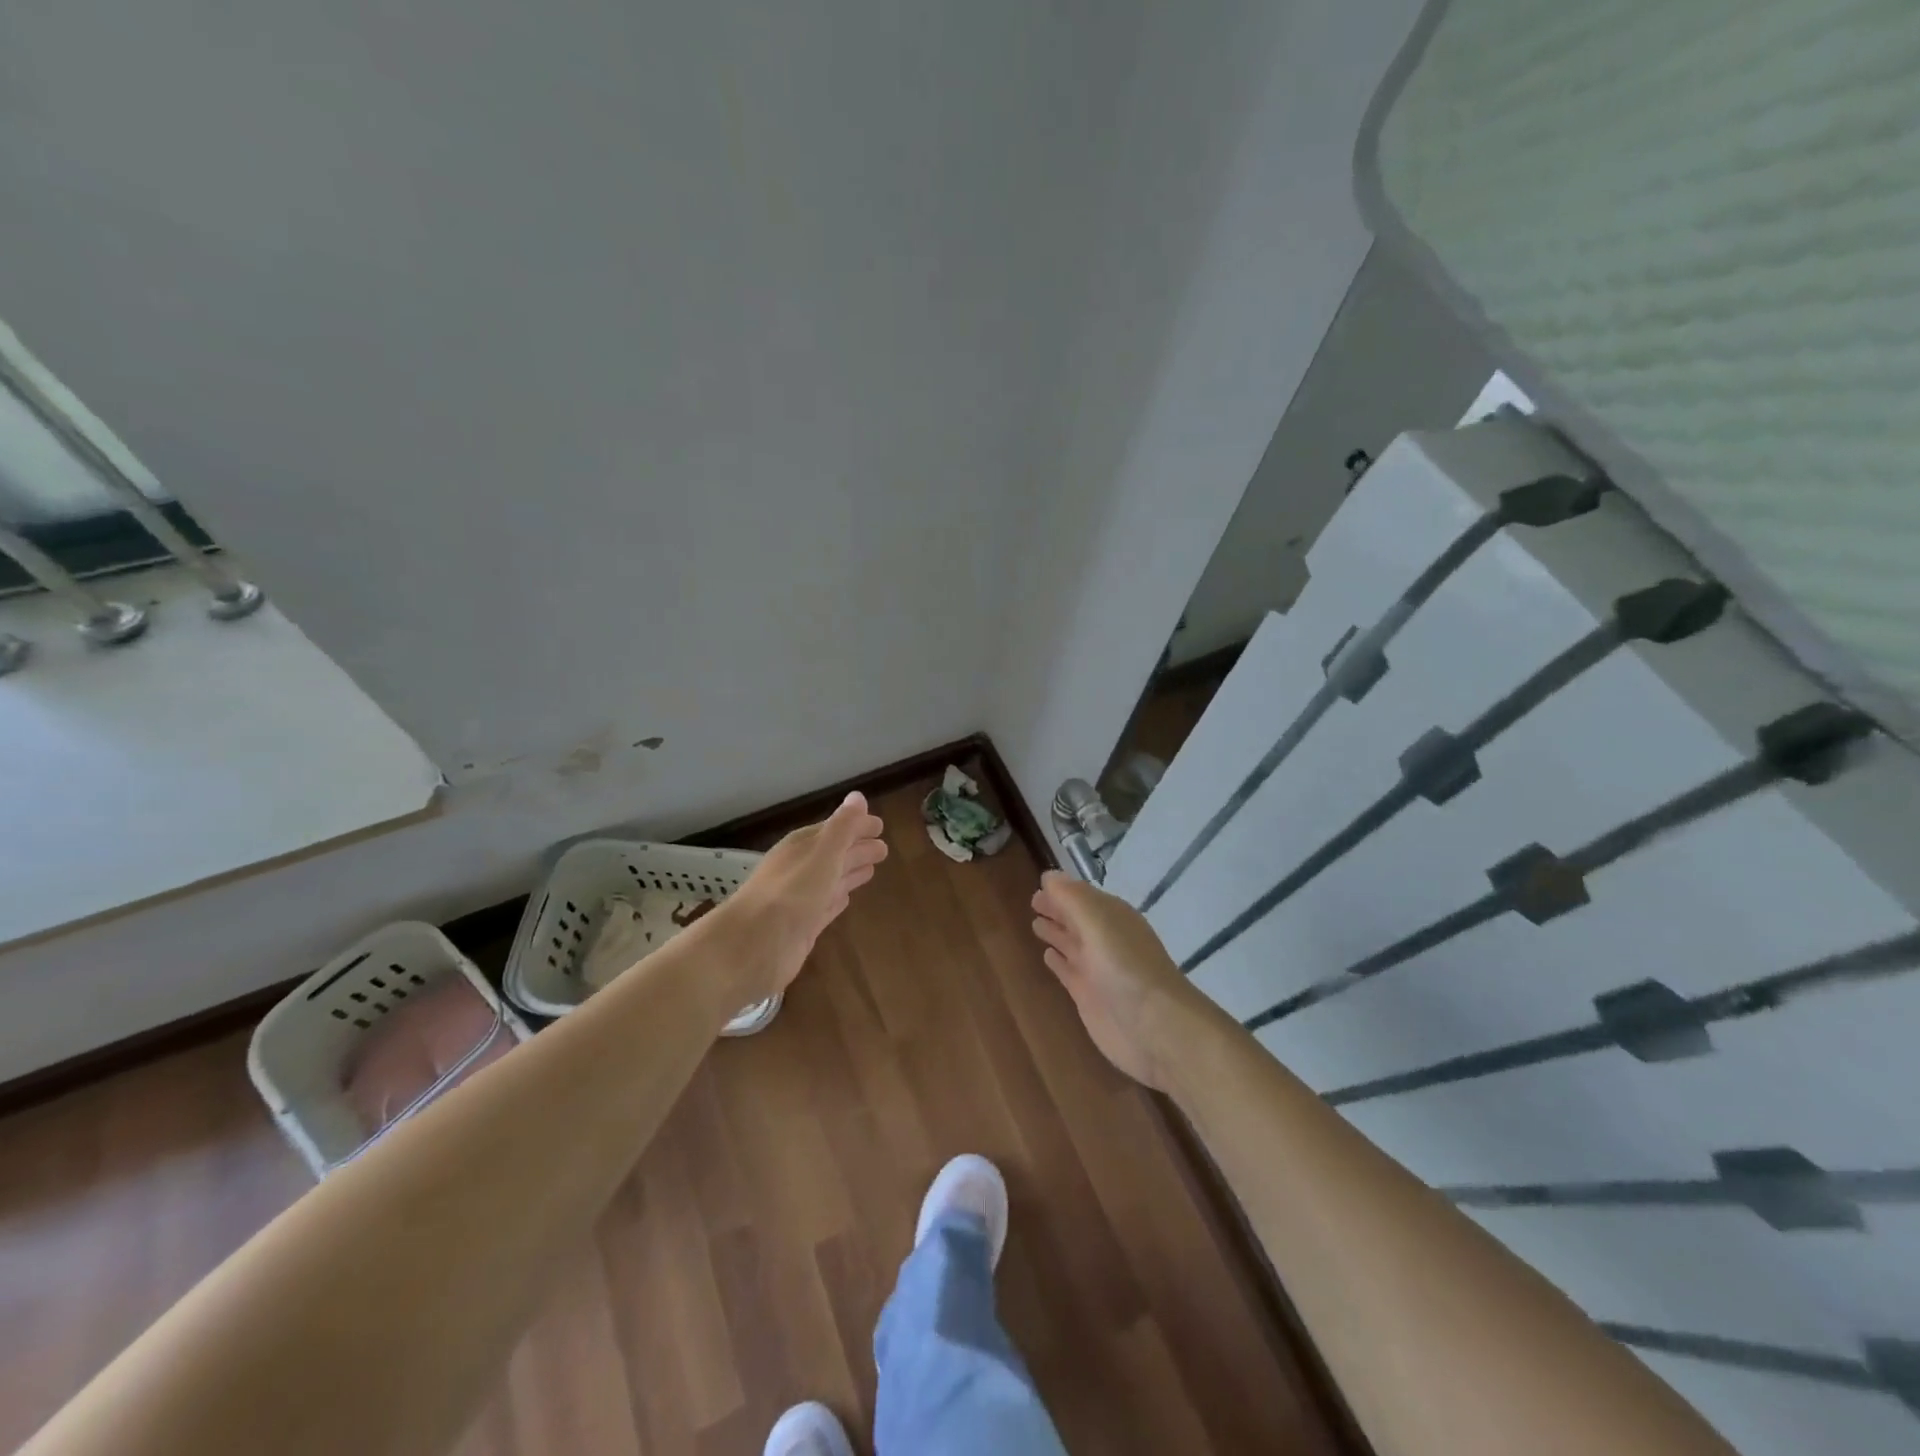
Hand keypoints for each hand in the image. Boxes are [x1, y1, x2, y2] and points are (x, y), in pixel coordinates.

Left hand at [722, 792, 887, 1005]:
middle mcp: (800, 869)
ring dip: (850, 872)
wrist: (752, 946)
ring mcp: (800, 899)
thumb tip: (858, 796)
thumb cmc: (790, 893)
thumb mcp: (822, 854)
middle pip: (834, 854)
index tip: (880, 825)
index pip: (834, 829)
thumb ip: (842, 827)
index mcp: (802, 846)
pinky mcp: (802, 927)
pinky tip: (847, 900)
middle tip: (883, 848)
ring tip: (872, 869)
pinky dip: (837, 900)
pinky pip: (825, 907)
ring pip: (831, 880)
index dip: (856, 826)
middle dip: (857, 849)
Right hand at [1030, 871, 1203, 1091]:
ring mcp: (1097, 970)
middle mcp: (1105, 940)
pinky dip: (1058, 961)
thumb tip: (1049, 875)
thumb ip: (1072, 899)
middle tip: (1033, 900)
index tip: (1039, 881)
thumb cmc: (1126, 968)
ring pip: (1072, 944)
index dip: (1062, 890)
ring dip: (1056, 932)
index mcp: (1112, 918)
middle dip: (1057, 909)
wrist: (1155, 1028)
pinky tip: (1047, 956)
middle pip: (1077, 919)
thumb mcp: (1098, 923)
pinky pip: (1068, 971)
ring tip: (1035, 923)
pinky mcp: (1088, 997)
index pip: (1083, 896)